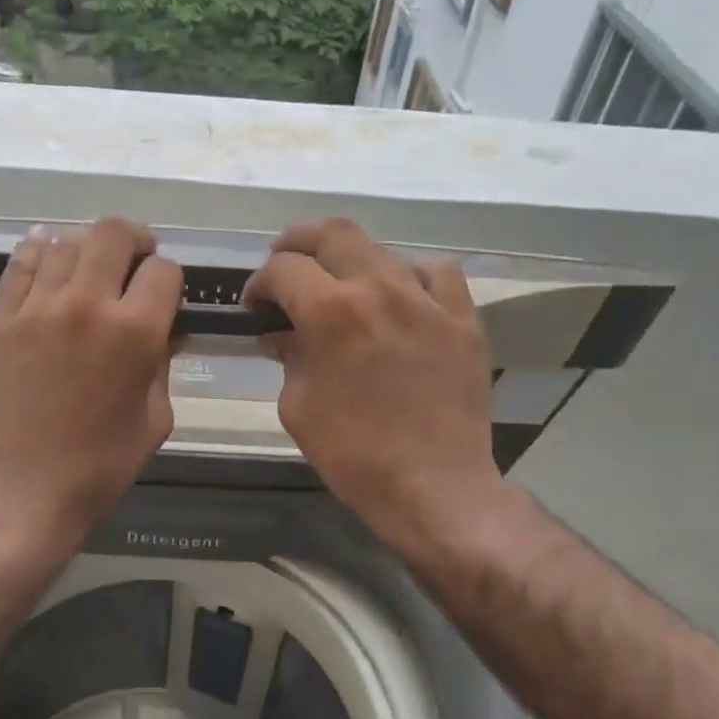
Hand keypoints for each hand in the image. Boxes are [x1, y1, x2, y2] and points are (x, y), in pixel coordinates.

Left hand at [0, 218, 182, 541]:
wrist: (24, 488)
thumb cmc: (101, 464)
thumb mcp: (155, 418)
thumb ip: (162, 365)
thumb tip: (166, 332)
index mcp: (135, 331)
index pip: (163, 271)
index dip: (170, 279)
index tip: (165, 296)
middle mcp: (87, 304)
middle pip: (113, 234)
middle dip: (135, 241)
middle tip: (136, 260)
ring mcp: (38, 307)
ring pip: (66, 243)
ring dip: (87, 248)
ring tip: (91, 267)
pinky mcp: (2, 318)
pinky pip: (21, 264)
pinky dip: (38, 250)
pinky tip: (47, 250)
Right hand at [246, 218, 506, 557]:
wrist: (432, 486)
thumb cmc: (352, 454)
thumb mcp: (297, 406)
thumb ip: (287, 356)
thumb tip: (281, 333)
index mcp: (330, 312)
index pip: (283, 269)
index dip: (259, 283)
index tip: (255, 305)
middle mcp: (378, 289)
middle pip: (333, 233)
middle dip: (297, 242)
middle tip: (285, 264)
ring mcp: (427, 300)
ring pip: (383, 249)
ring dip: (351, 262)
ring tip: (342, 286)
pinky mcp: (462, 319)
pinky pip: (437, 274)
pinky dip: (410, 277)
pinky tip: (402, 298)